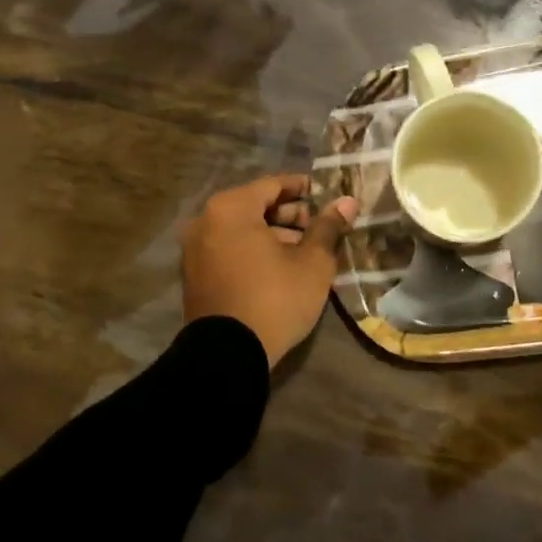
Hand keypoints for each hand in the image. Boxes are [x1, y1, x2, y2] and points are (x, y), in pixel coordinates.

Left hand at [181, 174, 357, 367]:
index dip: (303, 189)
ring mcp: (195, 249)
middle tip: (321, 229)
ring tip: (306, 252)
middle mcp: (205, 221)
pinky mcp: (194, 276)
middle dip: (290, 216)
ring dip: (274, 235)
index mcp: (231, 208)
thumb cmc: (274, 299)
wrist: (227, 357)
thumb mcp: (312, 263)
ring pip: (242, 230)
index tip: (327, 196)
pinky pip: (229, 250)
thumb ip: (328, 227)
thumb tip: (347, 202)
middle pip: (255, 206)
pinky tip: (281, 269)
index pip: (273, 185)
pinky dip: (254, 252)